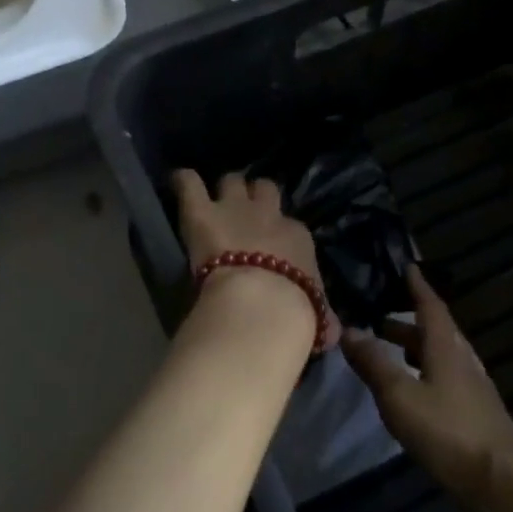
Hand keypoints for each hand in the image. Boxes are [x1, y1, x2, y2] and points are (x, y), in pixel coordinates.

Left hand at [172, 170, 339, 349]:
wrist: (261, 305)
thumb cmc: (294, 314)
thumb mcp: (318, 317)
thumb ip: (322, 316)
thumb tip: (333, 330)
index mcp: (298, 238)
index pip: (291, 228)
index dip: (279, 235)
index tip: (272, 248)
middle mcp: (268, 215)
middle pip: (265, 189)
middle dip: (255, 197)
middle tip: (243, 211)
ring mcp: (233, 209)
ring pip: (231, 181)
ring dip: (225, 189)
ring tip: (213, 198)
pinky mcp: (201, 213)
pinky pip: (189, 183)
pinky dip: (184, 182)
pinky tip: (179, 181)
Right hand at [342, 266, 512, 507]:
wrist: (502, 482)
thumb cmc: (447, 432)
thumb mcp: (399, 396)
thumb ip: (373, 363)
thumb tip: (349, 329)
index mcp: (446, 349)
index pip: (431, 307)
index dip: (418, 287)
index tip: (408, 268)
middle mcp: (464, 361)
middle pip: (437, 332)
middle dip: (409, 323)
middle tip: (381, 321)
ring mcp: (476, 388)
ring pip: (444, 356)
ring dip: (418, 349)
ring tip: (394, 355)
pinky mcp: (479, 413)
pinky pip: (449, 378)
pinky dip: (428, 372)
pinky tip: (418, 391)